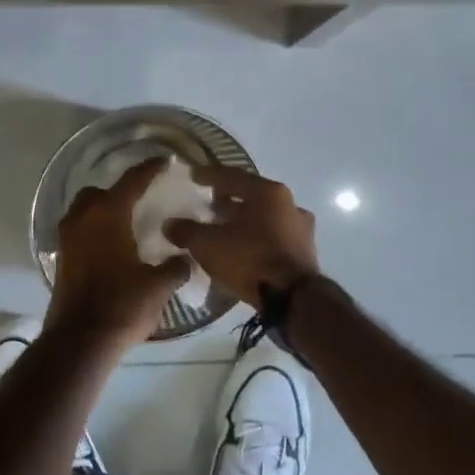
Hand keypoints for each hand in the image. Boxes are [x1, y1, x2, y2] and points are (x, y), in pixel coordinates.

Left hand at [47, 156, 190, 348]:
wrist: (80, 341)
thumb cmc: (122, 305)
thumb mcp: (158, 286)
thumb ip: (175, 267)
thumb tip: (184, 259)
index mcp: (109, 214)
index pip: (132, 181)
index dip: (150, 169)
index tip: (164, 161)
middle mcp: (83, 219)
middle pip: (99, 193)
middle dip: (118, 193)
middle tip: (140, 203)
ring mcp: (67, 239)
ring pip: (84, 213)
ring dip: (102, 214)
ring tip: (126, 227)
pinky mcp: (61, 260)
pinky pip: (79, 234)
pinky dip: (94, 234)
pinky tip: (112, 250)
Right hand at [164, 167, 318, 303]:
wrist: (293, 300)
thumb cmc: (250, 259)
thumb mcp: (208, 244)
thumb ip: (187, 231)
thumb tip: (170, 224)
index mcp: (268, 192)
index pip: (233, 176)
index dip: (209, 175)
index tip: (193, 175)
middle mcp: (290, 204)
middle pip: (252, 197)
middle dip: (228, 202)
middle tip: (208, 207)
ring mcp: (301, 229)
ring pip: (265, 219)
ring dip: (244, 223)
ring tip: (222, 232)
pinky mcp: (305, 253)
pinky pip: (274, 239)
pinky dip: (256, 240)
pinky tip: (241, 252)